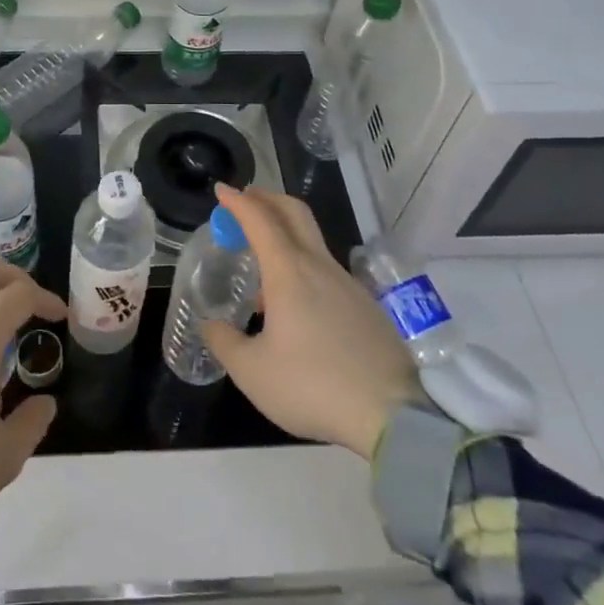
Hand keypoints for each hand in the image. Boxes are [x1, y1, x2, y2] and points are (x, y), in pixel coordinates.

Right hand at [202, 184, 420, 458]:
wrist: (392, 414)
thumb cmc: (312, 385)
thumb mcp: (252, 372)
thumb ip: (224, 342)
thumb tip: (210, 325)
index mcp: (289, 272)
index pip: (260, 219)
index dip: (237, 201)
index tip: (221, 190)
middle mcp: (319, 266)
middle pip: (294, 212)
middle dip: (267, 199)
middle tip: (246, 201)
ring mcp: (348, 283)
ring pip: (312, 241)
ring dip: (285, 234)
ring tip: (263, 264)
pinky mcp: (365, 305)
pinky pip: (326, 270)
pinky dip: (303, 265)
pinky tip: (296, 303)